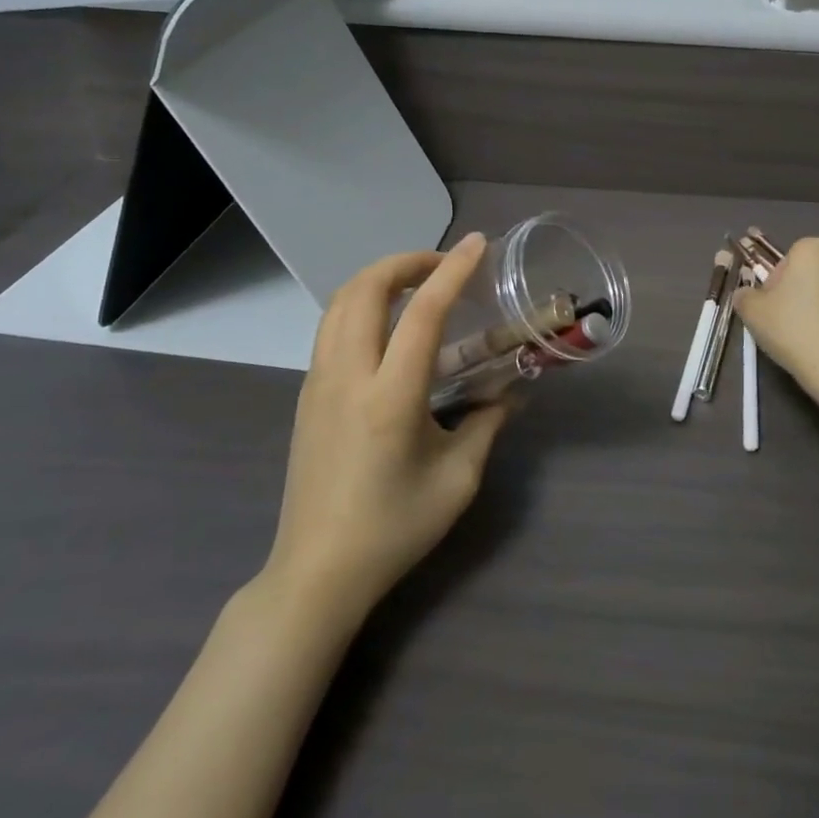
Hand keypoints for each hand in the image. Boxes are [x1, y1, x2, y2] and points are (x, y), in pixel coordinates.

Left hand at [263, 234, 509, 615]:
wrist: (316, 573)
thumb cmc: (393, 529)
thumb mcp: (457, 480)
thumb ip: (487, 425)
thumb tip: (511, 395)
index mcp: (391, 397)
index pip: (424, 313)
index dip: (453, 271)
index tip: (478, 244)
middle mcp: (348, 377)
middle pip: (365, 289)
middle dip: (405, 262)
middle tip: (442, 265)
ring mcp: (319, 384)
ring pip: (339, 303)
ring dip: (378, 279)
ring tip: (415, 285)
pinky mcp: (308, 396)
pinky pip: (331, 328)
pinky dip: (360, 304)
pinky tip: (387, 326)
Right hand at [734, 237, 818, 399]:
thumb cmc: (793, 329)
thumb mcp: (752, 312)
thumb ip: (744, 295)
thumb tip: (746, 294)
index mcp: (813, 249)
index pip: (788, 259)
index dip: (777, 282)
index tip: (773, 307)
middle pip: (814, 271)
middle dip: (802, 290)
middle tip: (789, 321)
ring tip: (813, 336)